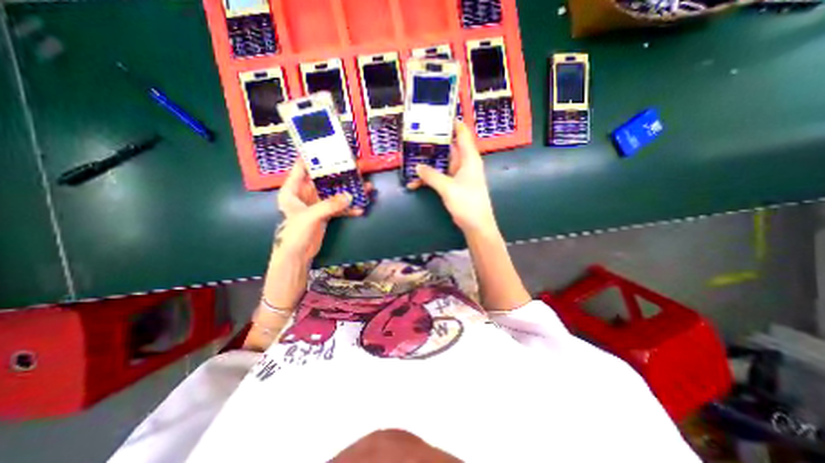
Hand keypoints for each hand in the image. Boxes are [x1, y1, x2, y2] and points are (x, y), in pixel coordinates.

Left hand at [273, 158, 370, 259]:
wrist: (297, 255)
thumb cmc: (295, 233)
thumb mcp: (311, 216)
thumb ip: (330, 205)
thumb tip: (350, 196)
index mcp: (292, 190)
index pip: (302, 168)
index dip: (314, 158)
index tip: (329, 149)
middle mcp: (304, 194)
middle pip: (324, 181)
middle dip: (340, 176)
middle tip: (354, 168)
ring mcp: (316, 205)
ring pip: (334, 194)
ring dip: (348, 193)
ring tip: (364, 188)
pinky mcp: (324, 214)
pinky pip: (338, 208)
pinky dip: (348, 209)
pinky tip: (360, 209)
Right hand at [413, 122, 494, 233]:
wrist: (476, 225)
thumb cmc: (467, 203)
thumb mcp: (448, 188)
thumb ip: (432, 176)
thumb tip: (417, 167)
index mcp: (468, 158)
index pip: (462, 133)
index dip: (451, 122)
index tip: (435, 116)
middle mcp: (464, 163)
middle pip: (448, 147)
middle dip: (431, 144)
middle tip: (413, 138)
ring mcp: (458, 174)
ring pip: (441, 163)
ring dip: (427, 164)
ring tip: (410, 161)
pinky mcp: (453, 185)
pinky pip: (439, 177)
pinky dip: (428, 179)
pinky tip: (415, 183)